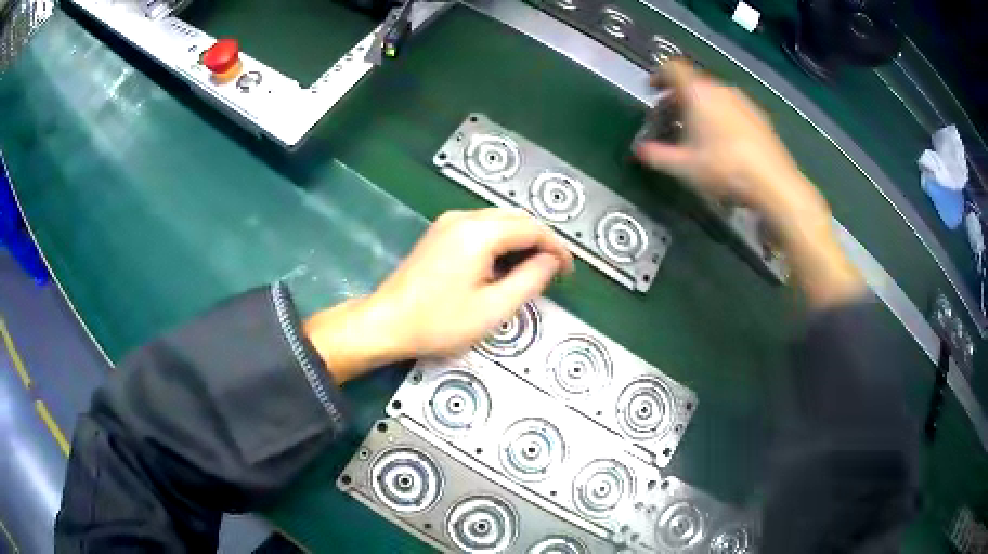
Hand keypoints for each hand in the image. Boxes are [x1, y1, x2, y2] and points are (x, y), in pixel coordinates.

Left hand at [304, 208, 573, 381]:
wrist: (386, 323)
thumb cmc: (439, 322)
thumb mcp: (493, 309)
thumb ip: (529, 280)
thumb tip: (551, 261)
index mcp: (479, 232)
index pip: (531, 228)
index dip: (556, 247)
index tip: (569, 271)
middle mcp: (464, 217)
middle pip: (515, 219)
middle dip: (540, 241)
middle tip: (554, 271)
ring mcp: (448, 223)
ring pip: (498, 221)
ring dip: (520, 240)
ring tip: (533, 270)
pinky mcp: (439, 233)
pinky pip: (481, 227)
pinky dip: (500, 241)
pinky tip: (503, 265)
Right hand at [637, 59, 864, 308]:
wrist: (775, 184)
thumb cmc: (726, 170)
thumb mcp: (685, 168)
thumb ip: (657, 156)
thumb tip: (639, 151)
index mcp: (699, 93)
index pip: (673, 69)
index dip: (658, 75)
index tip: (652, 90)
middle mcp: (721, 90)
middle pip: (693, 83)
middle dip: (677, 98)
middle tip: (669, 118)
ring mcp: (743, 102)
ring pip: (713, 96)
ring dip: (699, 107)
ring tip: (695, 132)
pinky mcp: (759, 117)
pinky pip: (731, 108)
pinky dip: (719, 116)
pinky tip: (722, 142)